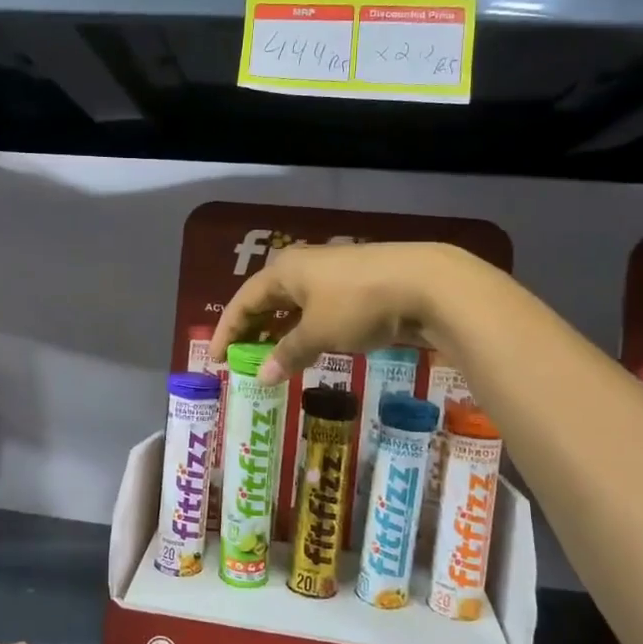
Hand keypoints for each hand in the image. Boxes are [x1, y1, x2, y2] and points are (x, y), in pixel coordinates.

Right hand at [210, 241, 469, 382]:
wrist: (426, 284)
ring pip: (293, 305)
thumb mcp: (318, 333)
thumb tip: (261, 376)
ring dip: (279, 332)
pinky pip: (317, 310)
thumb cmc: (359, 304)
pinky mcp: (356, 286)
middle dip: (251, 330)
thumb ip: (287, 354)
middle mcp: (304, 267)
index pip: (244, 301)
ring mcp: (332, 275)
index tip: (216, 360)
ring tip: (270, 359)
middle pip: (266, 300)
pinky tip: (308, 349)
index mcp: (285, 271)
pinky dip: (305, 330)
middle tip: (240, 360)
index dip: (227, 331)